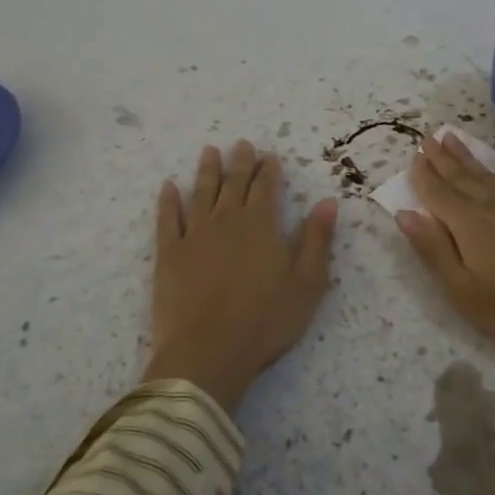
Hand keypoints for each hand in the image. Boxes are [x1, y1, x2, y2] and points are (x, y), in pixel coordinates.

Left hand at [144, 140, 338, 414]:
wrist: (208, 351)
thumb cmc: (266, 320)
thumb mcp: (307, 283)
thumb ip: (317, 239)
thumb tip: (327, 202)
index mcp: (262, 225)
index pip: (266, 187)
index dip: (269, 169)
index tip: (269, 155)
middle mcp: (227, 220)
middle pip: (234, 183)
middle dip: (240, 162)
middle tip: (242, 144)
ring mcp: (194, 235)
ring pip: (201, 193)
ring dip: (207, 171)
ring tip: (209, 151)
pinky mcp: (169, 254)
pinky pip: (167, 219)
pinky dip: (168, 201)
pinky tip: (168, 187)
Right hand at [395, 132, 494, 413]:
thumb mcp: (465, 294)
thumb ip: (434, 251)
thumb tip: (405, 214)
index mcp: (469, 226)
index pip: (437, 193)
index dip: (422, 175)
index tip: (413, 155)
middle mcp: (493, 205)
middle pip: (461, 177)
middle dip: (441, 157)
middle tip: (426, 137)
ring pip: (488, 172)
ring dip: (468, 153)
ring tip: (452, 135)